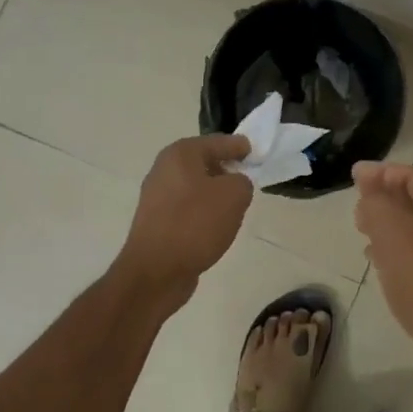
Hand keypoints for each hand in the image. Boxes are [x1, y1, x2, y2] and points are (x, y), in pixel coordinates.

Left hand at [118, 134, 253, 296]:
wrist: (156, 270)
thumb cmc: (195, 224)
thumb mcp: (234, 195)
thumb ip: (242, 181)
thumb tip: (235, 185)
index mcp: (181, 154)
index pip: (218, 142)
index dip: (239, 146)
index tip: (256, 152)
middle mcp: (164, 169)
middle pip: (204, 163)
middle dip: (227, 169)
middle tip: (249, 179)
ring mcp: (157, 196)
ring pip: (196, 187)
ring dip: (215, 194)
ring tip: (236, 206)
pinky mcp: (157, 221)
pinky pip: (187, 208)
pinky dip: (203, 212)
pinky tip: (215, 226)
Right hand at [353, 161, 412, 358]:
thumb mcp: (393, 234)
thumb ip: (377, 203)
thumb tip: (368, 182)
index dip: (382, 172)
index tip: (354, 175)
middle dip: (386, 198)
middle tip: (357, 204)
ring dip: (391, 225)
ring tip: (363, 230)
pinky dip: (401, 250)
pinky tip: (382, 262)